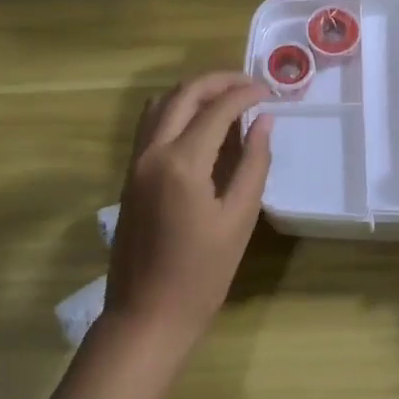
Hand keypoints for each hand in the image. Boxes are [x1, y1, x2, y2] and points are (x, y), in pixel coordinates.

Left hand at [105, 71, 273, 353]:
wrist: (145, 317)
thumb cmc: (200, 276)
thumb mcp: (239, 220)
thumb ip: (254, 164)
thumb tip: (264, 122)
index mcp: (182, 163)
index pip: (217, 108)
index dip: (245, 93)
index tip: (269, 91)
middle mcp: (153, 151)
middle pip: (184, 94)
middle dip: (219, 81)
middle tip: (250, 84)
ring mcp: (135, 161)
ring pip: (162, 103)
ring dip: (194, 92)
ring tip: (227, 98)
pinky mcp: (129, 174)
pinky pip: (150, 124)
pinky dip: (176, 110)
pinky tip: (200, 124)